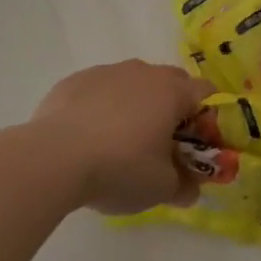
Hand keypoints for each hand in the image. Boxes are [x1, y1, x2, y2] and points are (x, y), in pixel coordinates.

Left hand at [29, 60, 214, 214]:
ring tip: (118, 142)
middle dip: (171, 108)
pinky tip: (86, 137)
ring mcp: (106, 72)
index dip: (207, 119)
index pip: (205, 93)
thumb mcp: (160, 188)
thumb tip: (190, 188)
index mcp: (171, 91)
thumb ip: (183, 186)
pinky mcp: (75, 80)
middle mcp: (143, 72)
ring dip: (135, 105)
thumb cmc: (119, 168)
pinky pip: (99, 90)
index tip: (195, 145)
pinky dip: (101, 107)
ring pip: (132, 83)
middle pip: (170, 82)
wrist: (53, 157)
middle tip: (160, 144)